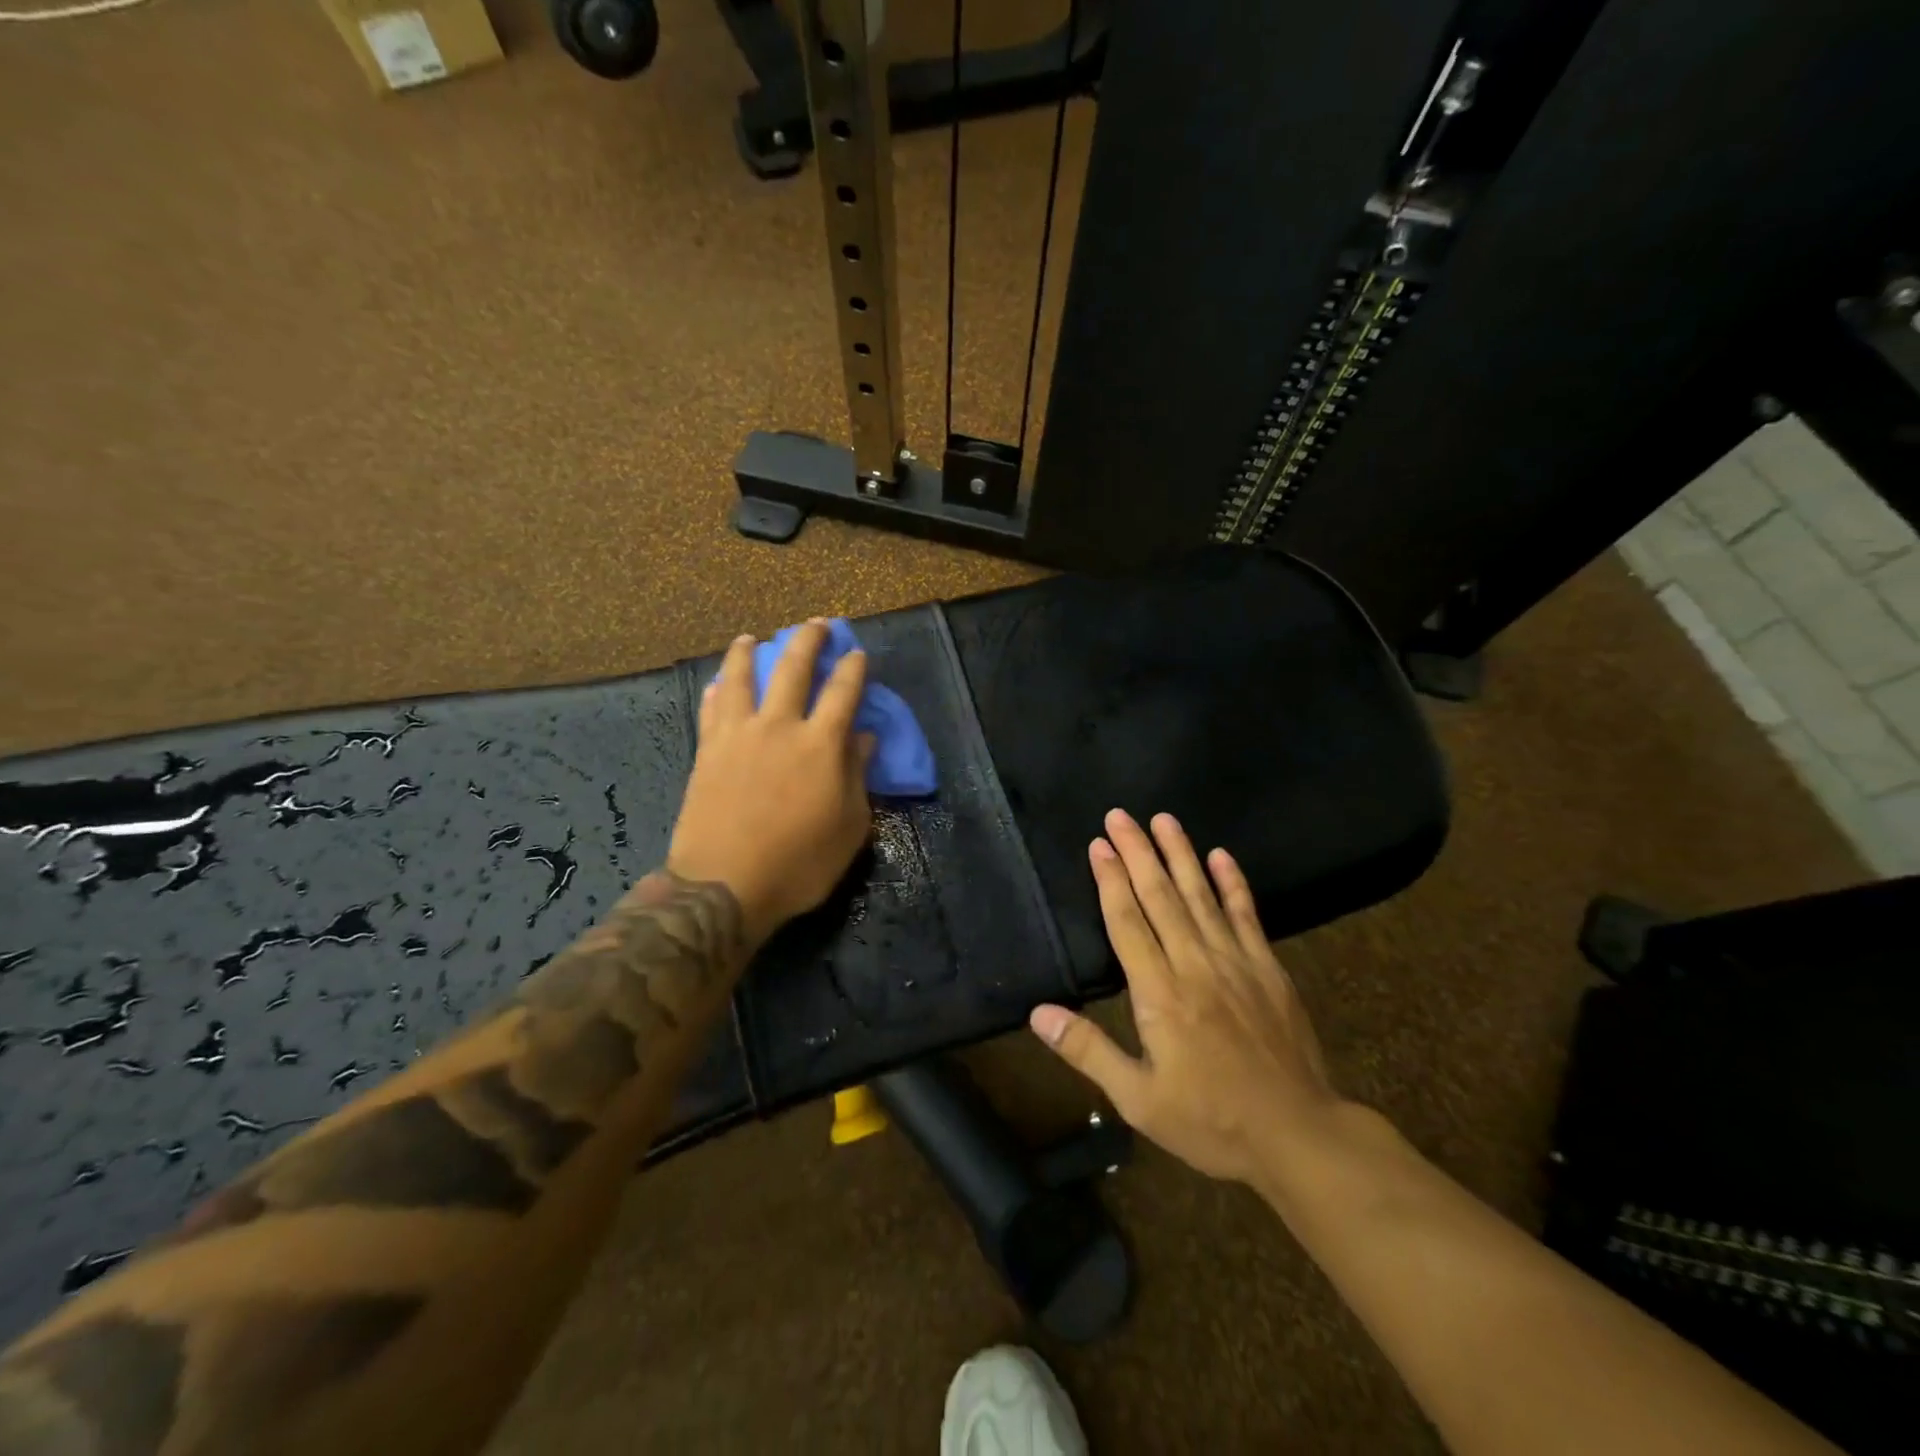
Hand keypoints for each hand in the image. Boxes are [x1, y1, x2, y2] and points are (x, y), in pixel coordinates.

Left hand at [667, 620, 874, 944]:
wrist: (724, 886)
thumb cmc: (799, 863)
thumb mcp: (849, 827)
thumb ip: (857, 776)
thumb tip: (863, 738)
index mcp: (820, 744)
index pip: (843, 692)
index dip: (853, 668)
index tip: (858, 652)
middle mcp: (779, 726)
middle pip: (793, 669)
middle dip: (808, 640)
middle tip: (816, 624)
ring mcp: (738, 736)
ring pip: (742, 678)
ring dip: (748, 653)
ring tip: (751, 637)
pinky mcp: (708, 752)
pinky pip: (712, 710)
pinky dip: (717, 691)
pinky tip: (718, 683)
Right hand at [1029, 809, 1341, 1186]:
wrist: (1298, 1136)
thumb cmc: (1211, 1121)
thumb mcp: (1138, 1100)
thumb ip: (1088, 1051)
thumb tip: (1039, 1013)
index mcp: (1160, 993)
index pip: (1128, 922)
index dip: (1111, 880)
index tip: (1098, 845)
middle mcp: (1196, 965)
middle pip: (1161, 896)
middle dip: (1138, 852)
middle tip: (1120, 816)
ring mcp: (1236, 962)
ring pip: (1201, 896)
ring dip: (1180, 854)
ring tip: (1163, 819)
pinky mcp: (1268, 969)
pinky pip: (1246, 915)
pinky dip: (1233, 884)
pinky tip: (1221, 856)